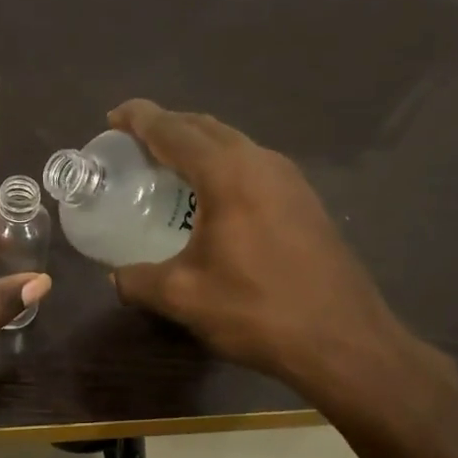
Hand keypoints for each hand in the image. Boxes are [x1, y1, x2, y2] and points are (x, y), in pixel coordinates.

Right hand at [106, 100, 450, 415]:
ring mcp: (290, 179)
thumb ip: (138, 281)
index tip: (113, 116)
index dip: (140, 119)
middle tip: (133, 141)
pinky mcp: (305, 200)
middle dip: (167, 126)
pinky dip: (221, 165)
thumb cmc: (258, 310)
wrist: (344, 341)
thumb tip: (116, 276)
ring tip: (167, 165)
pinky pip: (252, 165)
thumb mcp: (184, 297)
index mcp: (228, 175)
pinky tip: (211, 197)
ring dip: (197, 145)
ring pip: (234, 144)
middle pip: (206, 128)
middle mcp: (261, 163)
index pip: (174, 131)